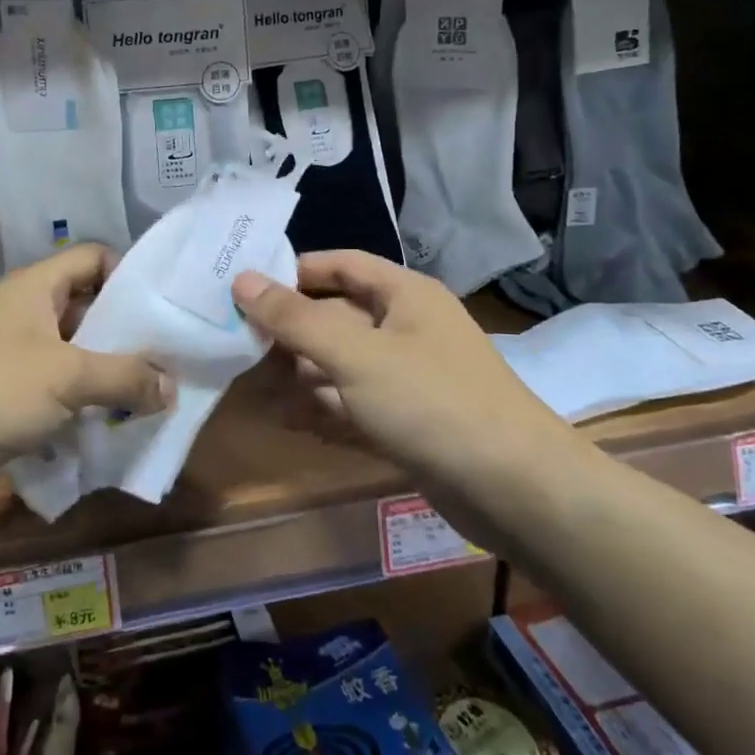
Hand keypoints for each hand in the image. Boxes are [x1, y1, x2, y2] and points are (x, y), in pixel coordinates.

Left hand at [0, 244, 172, 478]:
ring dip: (103, 376)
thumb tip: (171, 386)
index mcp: (34, 287)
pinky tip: (100, 430)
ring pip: (69, 354)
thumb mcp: (67, 378)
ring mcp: (5, 353)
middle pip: (86, 309)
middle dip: (124, 336)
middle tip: (165, 364)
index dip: (129, 275)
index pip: (93, 257)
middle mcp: (21, 312)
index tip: (162, 311)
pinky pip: (48, 389)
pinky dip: (74, 404)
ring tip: (144, 402)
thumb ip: (126, 377)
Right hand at [233, 250, 555, 480]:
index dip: (295, 270)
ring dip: (301, 372)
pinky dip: (324, 407)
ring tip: (251, 385)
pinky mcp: (410, 419)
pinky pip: (356, 401)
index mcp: (404, 295)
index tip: (246, 285)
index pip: (342, 264)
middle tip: (238, 343)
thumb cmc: (431, 401)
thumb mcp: (355, 355)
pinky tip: (288, 420)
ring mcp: (411, 376)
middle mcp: (408, 327)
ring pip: (344, 362)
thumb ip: (296, 319)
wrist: (516, 489)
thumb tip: (242, 279)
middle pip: (338, 315)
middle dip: (291, 330)